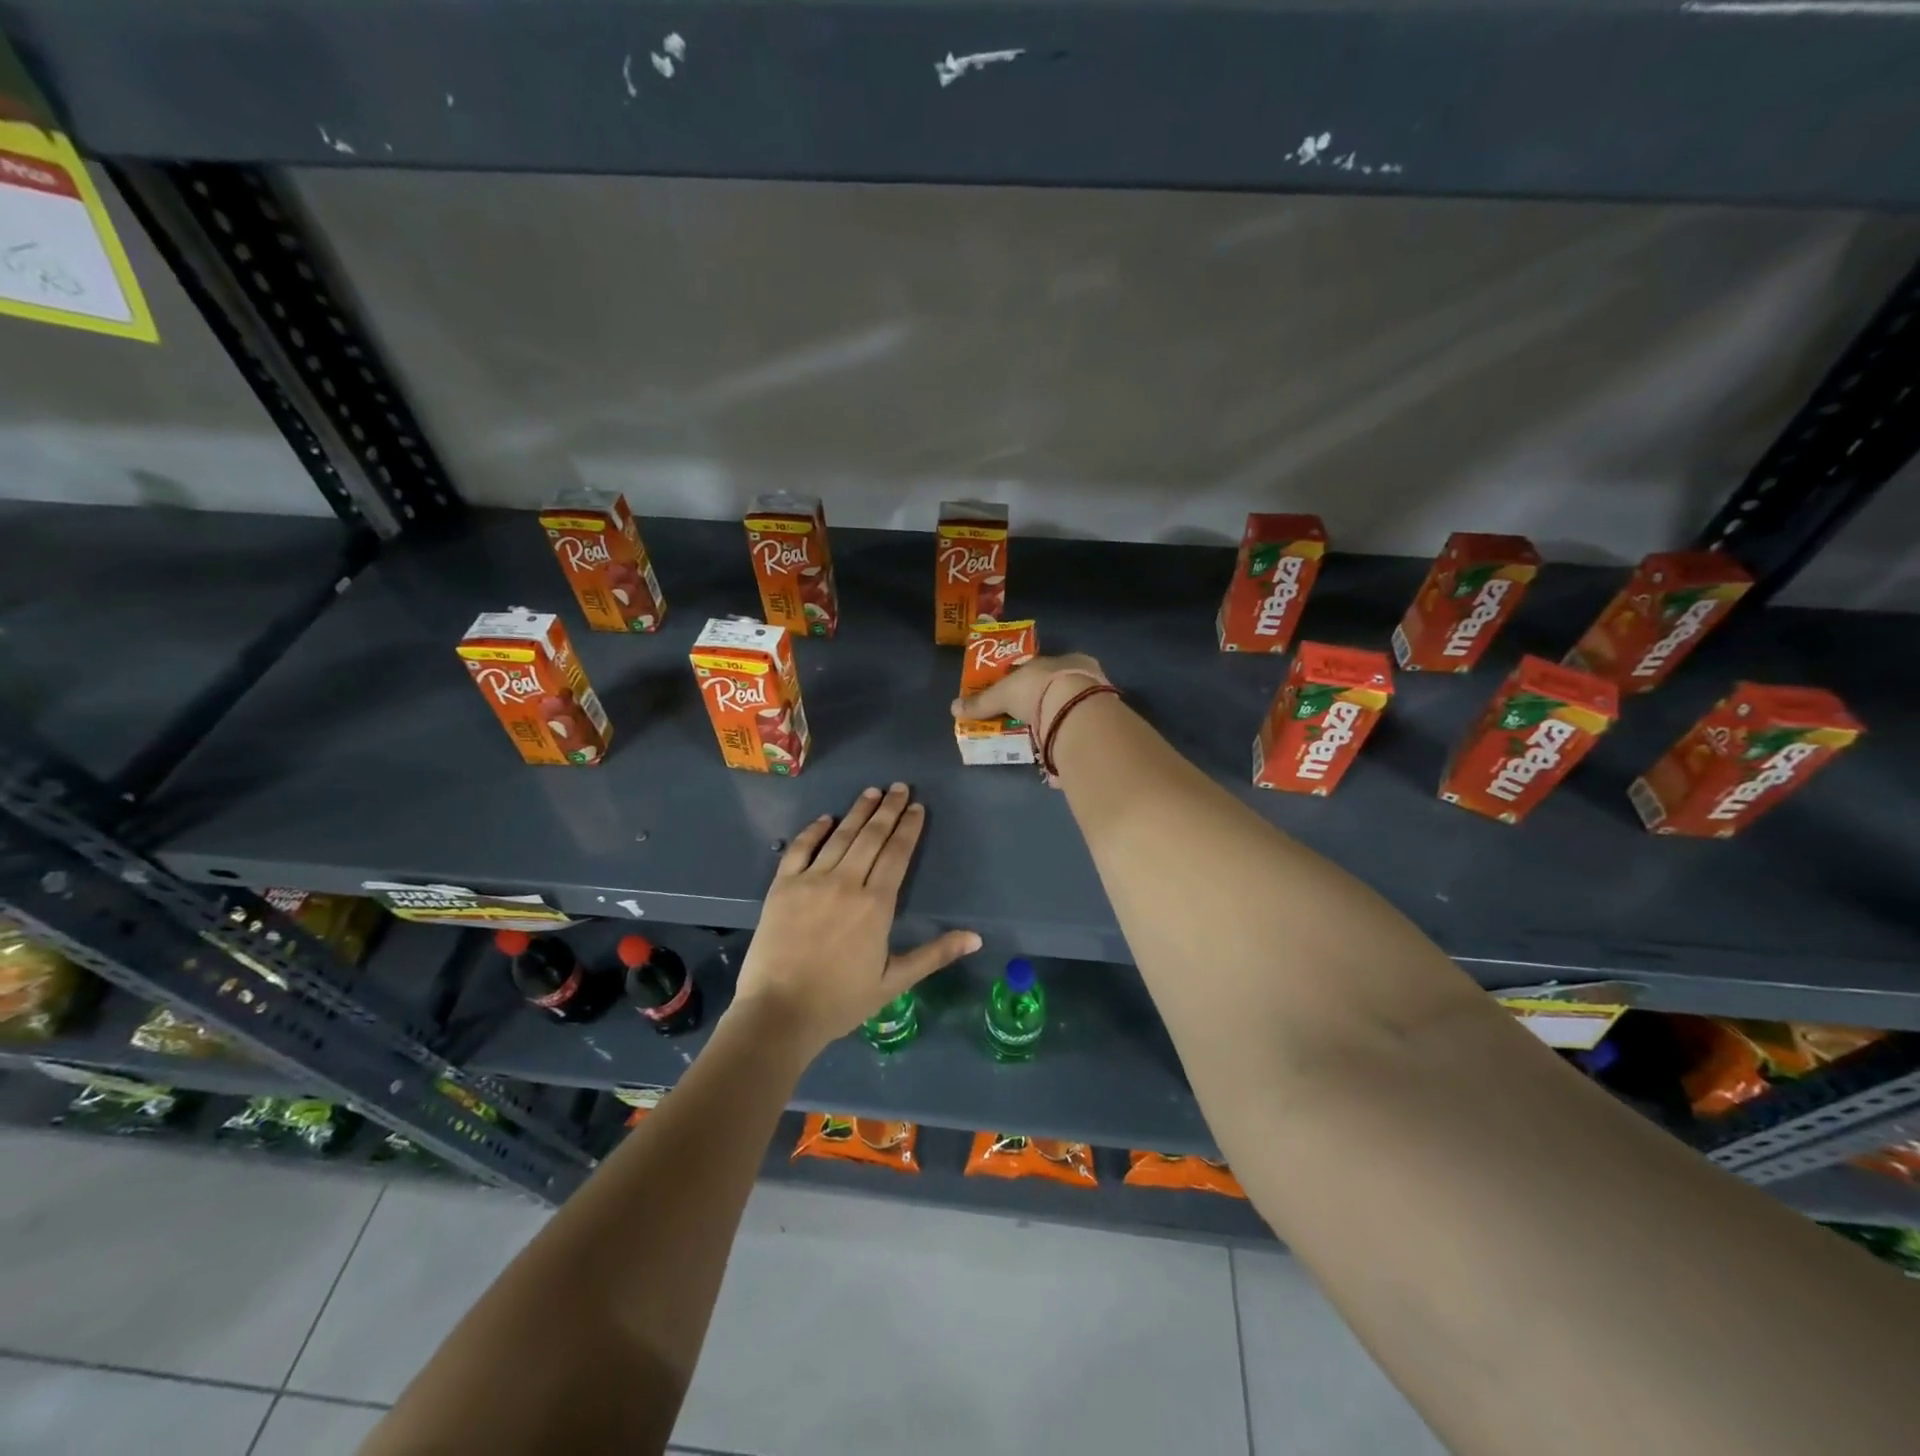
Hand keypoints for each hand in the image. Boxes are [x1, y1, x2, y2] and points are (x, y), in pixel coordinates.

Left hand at [731, 784, 980, 1059]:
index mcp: (876, 904)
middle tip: (900, 787)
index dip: (909, 828)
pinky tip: (826, 818)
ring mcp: (811, 880)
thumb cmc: (841, 1001)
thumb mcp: (894, 981)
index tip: (917, 807)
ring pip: (840, 836)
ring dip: (858, 812)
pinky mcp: (783, 886)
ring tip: (872, 792)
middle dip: (888, 809)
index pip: (897, 854)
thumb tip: (977, 938)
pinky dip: (814, 831)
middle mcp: (846, 882)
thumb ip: (935, 954)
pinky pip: (800, 849)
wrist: (779, 1013)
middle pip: (871, 837)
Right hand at [951, 652, 1106, 739]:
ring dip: (1055, 723)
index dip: (1031, 680)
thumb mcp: (1003, 693)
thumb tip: (954, 708)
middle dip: (1043, 704)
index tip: (1018, 695)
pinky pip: (1077, 733)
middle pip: (1059, 690)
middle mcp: (1085, 677)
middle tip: (1024, 719)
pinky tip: (1052, 750)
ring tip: (1036, 739)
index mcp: (1067, 659)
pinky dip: (1063, 740)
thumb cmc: (1039, 688)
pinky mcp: (1099, 728)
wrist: (1076, 712)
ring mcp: (1096, 703)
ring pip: (1071, 711)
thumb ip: (982, 701)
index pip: (1046, 668)